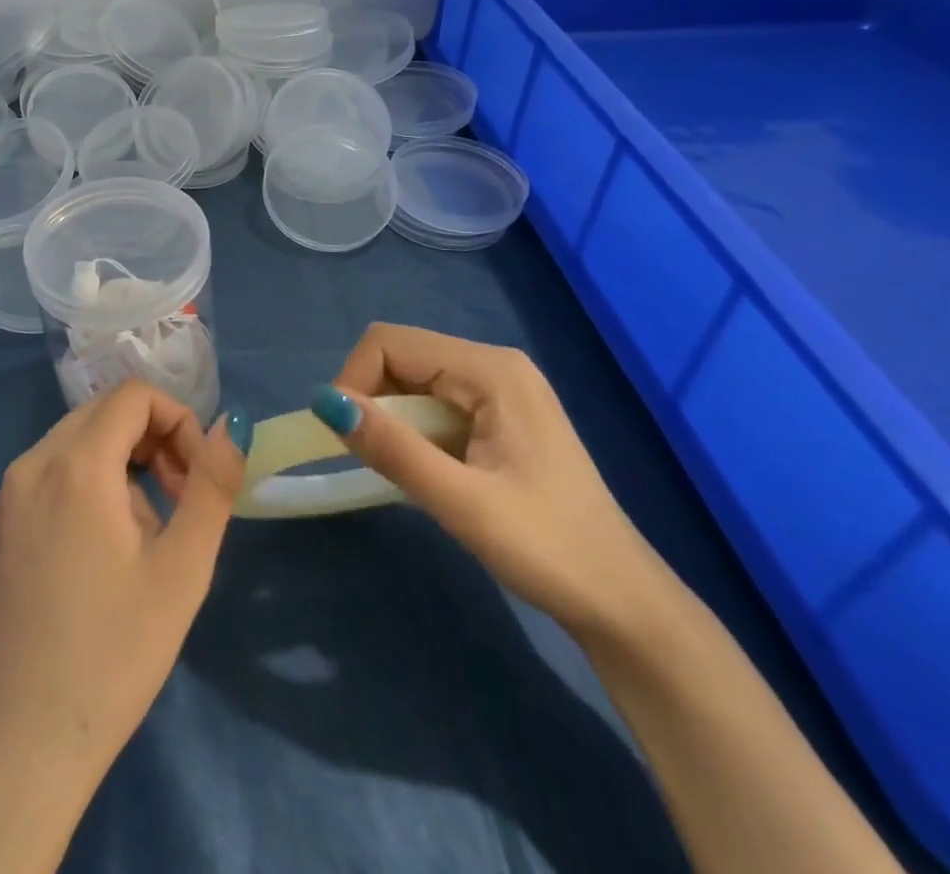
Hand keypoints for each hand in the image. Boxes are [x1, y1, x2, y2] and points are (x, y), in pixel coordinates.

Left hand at [0, 380, 247, 794]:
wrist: (20, 742)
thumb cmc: (112, 655)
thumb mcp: (181, 570)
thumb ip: (211, 485)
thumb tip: (230, 426)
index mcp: (74, 464)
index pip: (133, 395)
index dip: (177, 419)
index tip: (194, 477)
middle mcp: (30, 463)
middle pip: (101, 413)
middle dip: (150, 441)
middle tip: (177, 502)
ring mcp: (3, 494)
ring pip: (74, 444)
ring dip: (118, 467)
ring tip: (138, 541)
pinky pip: (47, 476)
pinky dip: (82, 487)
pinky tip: (94, 557)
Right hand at [318, 322, 666, 636]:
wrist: (624, 606)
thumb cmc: (549, 551)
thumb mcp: (463, 503)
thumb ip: (394, 448)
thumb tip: (325, 402)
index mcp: (491, 370)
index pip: (390, 343)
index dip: (355, 380)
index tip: (347, 438)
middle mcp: (494, 365)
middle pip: (401, 356)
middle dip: (372, 400)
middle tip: (375, 460)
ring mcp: (499, 390)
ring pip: (413, 380)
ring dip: (391, 418)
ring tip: (404, 470)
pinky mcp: (499, 416)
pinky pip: (433, 403)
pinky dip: (412, 430)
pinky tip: (427, 471)